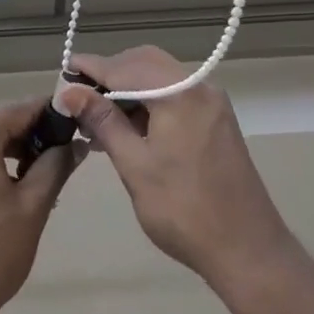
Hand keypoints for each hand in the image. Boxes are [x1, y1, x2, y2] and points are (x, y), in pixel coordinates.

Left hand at [0, 100, 79, 313]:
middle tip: (68, 153)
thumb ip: (56, 165)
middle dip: (34, 135)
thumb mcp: (32, 205)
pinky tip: (17, 184)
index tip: (80, 121)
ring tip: (47, 172)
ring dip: (14, 151)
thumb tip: (76, 143)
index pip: (19, 109)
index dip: (52, 113)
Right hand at [60, 47, 297, 295]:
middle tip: (80, 96)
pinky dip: (149, 102)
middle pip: (145, 63)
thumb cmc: (185, 211)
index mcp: (180, 94)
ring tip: (97, 116)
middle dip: (111, 74)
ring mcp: (211, 103)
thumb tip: (68, 92)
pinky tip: (127, 126)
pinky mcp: (215, 120)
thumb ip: (103, 122)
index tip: (64, 67)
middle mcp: (199, 87)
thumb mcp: (135, 166)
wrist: (249, 250)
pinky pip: (175, 95)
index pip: (125, 68)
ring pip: (160, 78)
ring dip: (129, 89)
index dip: (92, 67)